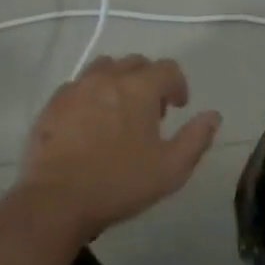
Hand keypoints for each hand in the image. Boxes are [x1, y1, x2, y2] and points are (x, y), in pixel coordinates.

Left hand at [16, 55, 220, 239]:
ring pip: (104, 68)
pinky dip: (90, 95)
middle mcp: (108, 78)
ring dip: (118, 81)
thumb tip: (213, 115)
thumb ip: (197, 138)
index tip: (178, 107)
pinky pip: (77, 86)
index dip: (178, 85)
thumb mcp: (172, 169)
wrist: (56, 202)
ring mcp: (76, 88)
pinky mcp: (52, 104)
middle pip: (135, 63)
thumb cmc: (119, 183)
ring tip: (119, 111)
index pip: (168, 69)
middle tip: (150, 112)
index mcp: (140, 88)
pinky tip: (89, 122)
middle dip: (148, 81)